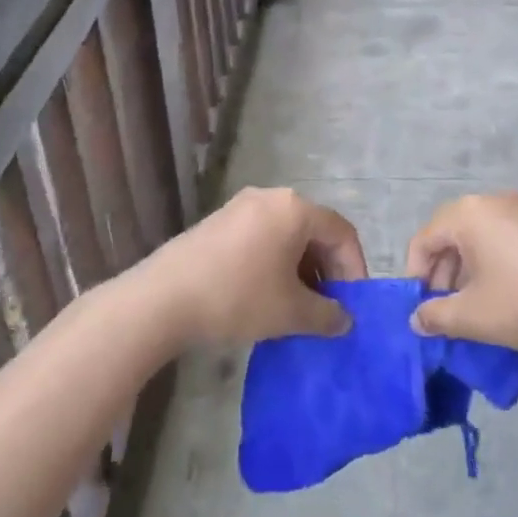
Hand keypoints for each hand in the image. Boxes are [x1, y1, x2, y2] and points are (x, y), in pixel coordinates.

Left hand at [146, 187, 366, 345]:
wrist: (163, 298)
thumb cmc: (238, 297)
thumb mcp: (290, 312)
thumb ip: (327, 315)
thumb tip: (344, 319)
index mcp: (295, 209)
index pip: (342, 232)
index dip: (354, 268)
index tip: (352, 304)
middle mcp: (271, 197)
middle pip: (314, 230)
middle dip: (326, 269)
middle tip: (327, 306)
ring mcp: (240, 206)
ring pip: (286, 234)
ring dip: (300, 268)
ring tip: (297, 306)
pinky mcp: (218, 221)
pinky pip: (261, 237)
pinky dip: (274, 262)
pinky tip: (266, 294)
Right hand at [404, 192, 517, 351]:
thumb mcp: (475, 317)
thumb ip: (437, 316)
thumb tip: (417, 318)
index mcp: (468, 214)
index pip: (424, 239)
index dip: (416, 276)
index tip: (423, 308)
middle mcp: (495, 200)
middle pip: (453, 233)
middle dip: (445, 273)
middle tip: (450, 309)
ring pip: (484, 235)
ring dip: (473, 268)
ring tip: (482, 304)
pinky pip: (512, 237)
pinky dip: (502, 260)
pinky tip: (517, 293)